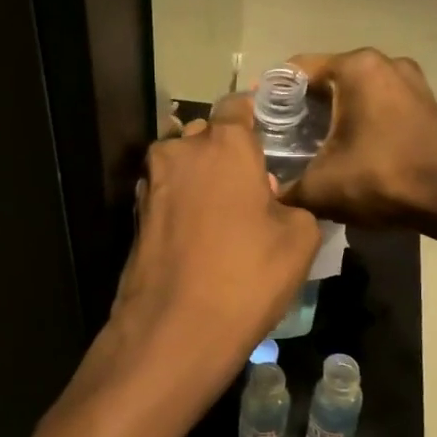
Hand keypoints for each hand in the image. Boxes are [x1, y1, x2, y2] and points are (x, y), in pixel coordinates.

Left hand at [70, 110, 320, 436]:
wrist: (174, 330)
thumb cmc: (246, 275)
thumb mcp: (300, 238)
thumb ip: (296, 203)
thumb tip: (277, 201)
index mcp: (222, 144)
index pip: (238, 106)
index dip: (257, 117)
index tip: (272, 138)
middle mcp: (179, 152)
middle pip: (206, 135)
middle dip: (227, 152)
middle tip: (254, 185)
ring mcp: (151, 184)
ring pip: (183, 165)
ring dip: (204, 179)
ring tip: (228, 215)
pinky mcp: (136, 216)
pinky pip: (169, 195)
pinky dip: (184, 204)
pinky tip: (202, 236)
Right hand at [279, 48, 436, 229]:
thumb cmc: (384, 179)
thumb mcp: (321, 188)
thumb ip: (285, 188)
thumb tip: (266, 192)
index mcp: (355, 67)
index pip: (295, 70)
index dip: (269, 95)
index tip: (254, 121)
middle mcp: (382, 62)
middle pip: (325, 79)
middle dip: (300, 107)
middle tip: (278, 138)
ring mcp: (408, 79)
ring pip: (352, 91)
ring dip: (330, 114)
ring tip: (309, 146)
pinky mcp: (424, 101)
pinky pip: (377, 102)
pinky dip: (357, 118)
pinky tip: (347, 148)